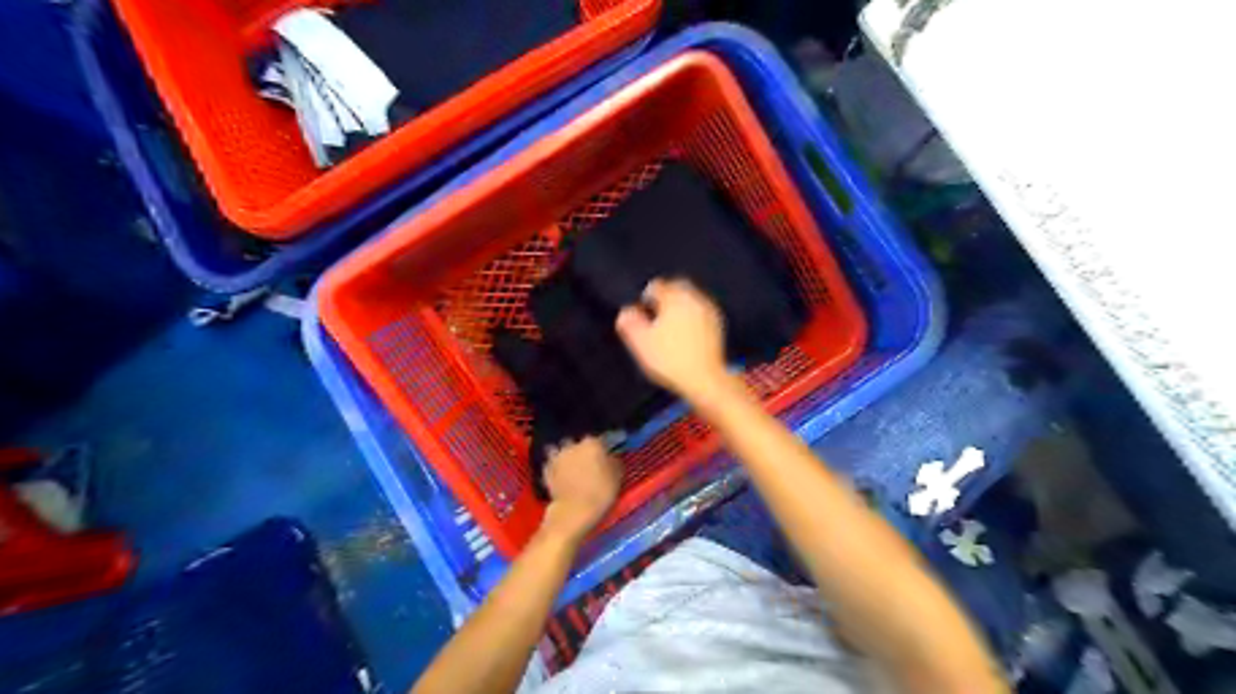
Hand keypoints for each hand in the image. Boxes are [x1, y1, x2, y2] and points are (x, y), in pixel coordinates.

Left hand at [541, 437, 622, 543]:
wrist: (574, 511)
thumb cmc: (601, 492)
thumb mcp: (617, 477)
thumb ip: (614, 462)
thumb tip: (611, 457)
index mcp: (592, 443)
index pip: (599, 439)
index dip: (602, 447)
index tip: (605, 454)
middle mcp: (573, 444)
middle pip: (577, 442)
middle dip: (580, 449)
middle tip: (586, 461)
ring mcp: (557, 456)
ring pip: (561, 450)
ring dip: (565, 456)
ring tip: (570, 467)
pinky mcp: (546, 469)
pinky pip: (551, 464)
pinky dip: (555, 468)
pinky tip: (560, 476)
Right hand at [613, 279, 725, 404]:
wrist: (705, 378)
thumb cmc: (672, 361)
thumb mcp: (641, 343)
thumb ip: (629, 323)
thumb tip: (625, 312)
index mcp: (675, 298)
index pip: (656, 286)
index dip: (645, 299)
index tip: (642, 314)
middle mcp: (694, 299)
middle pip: (676, 287)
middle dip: (665, 298)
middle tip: (655, 316)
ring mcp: (708, 311)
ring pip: (690, 299)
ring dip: (679, 307)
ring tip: (668, 326)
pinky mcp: (717, 324)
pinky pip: (701, 312)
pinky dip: (691, 318)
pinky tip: (684, 335)